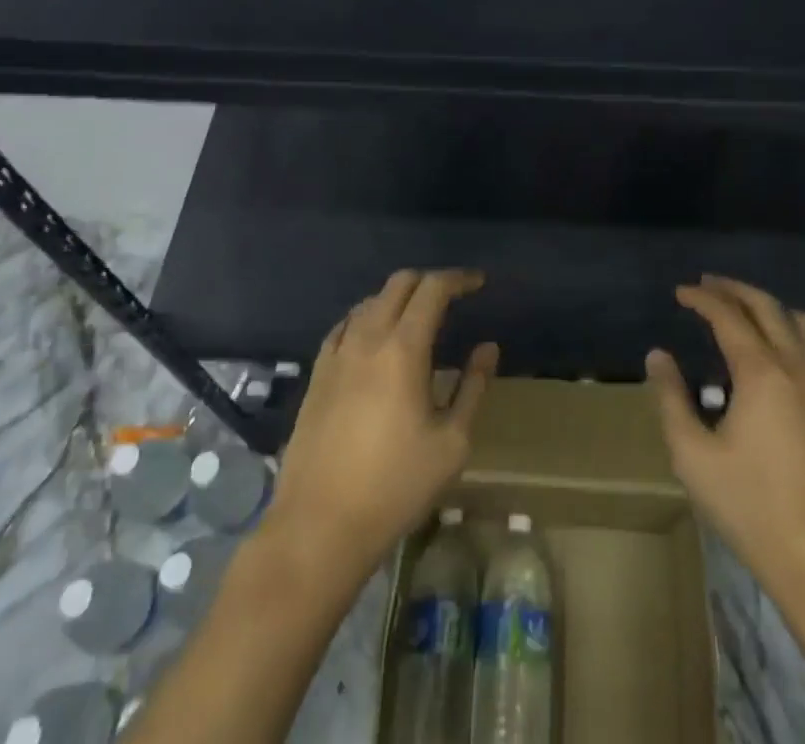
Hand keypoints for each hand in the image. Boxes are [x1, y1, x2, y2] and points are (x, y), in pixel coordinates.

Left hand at [266, 270, 499, 583]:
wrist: (319, 526)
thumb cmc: (395, 486)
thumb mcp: (451, 443)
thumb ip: (472, 388)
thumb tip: (488, 348)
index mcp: (403, 349)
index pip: (432, 289)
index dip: (458, 279)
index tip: (478, 283)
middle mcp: (367, 339)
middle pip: (398, 283)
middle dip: (429, 281)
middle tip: (452, 297)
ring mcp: (337, 355)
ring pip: (369, 301)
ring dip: (398, 298)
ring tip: (417, 318)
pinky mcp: (317, 375)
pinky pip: (345, 326)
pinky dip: (367, 318)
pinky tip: (375, 340)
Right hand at [646, 277, 804, 596]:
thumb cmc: (754, 510)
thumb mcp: (694, 457)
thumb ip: (671, 400)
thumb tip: (658, 356)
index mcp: (761, 371)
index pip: (728, 315)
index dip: (702, 298)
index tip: (680, 291)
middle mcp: (796, 366)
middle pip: (766, 306)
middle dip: (734, 289)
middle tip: (706, 285)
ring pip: (797, 322)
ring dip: (765, 306)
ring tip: (738, 310)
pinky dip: (787, 331)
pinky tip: (773, 354)